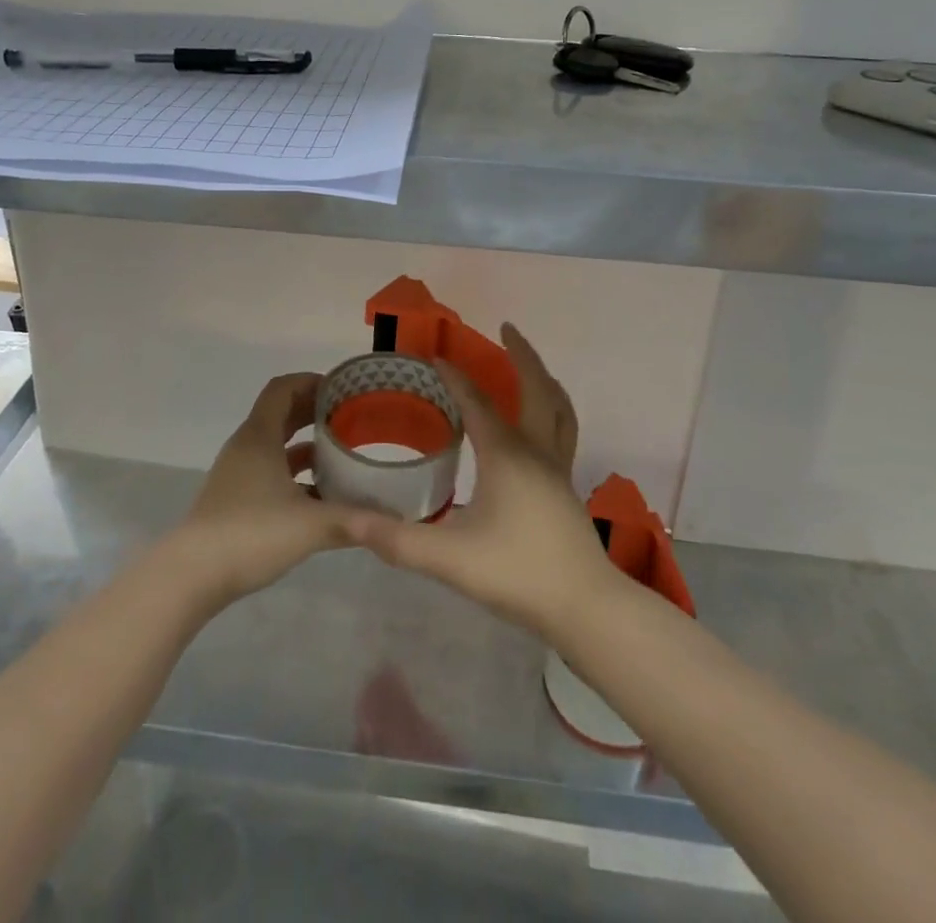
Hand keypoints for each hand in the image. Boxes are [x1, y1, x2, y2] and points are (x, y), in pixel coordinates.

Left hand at [162, 373, 356, 609]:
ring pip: (275, 445)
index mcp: (259, 436)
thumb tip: (397, 521)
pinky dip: (295, 473)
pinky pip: (270, 471)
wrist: (191, 576)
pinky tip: (320, 495)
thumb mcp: (311, 525)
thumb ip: (355, 520)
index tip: (342, 389)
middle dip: (314, 411)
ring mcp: (238, 474)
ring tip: (341, 454)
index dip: (311, 381)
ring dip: (306, 444)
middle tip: (350, 417)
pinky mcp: (235, 499)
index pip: (283, 388)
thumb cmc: (251, 533)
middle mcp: (247, 447)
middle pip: (280, 413)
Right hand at [341, 325, 619, 639]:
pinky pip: (563, 430)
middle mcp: (536, 451)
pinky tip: (539, 427)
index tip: (436, 358)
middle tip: (507, 329)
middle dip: (521, 354)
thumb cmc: (518, 573)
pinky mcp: (566, 487)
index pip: (477, 403)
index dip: (455, 378)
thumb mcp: (450, 558)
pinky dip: (552, 409)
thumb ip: (398, 540)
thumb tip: (350, 521)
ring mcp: (558, 468)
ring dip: (543, 379)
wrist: (585, 606)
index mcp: (507, 455)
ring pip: (559, 408)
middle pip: (536, 388)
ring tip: (529, 365)